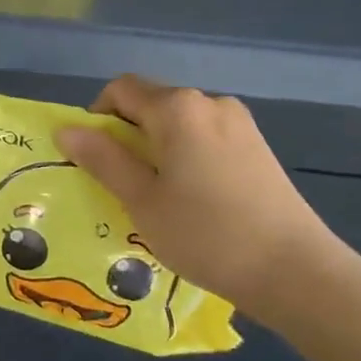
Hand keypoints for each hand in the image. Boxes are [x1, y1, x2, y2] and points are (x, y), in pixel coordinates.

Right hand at [56, 74, 340, 315]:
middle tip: (123, 185)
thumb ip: (102, 159)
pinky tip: (194, 200)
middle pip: (151, 104)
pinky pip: (205, 138)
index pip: (121, 89)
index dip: (98, 118)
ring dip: (157, 148)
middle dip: (128, 135)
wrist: (295, 271)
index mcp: (177, 108)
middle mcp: (209, 102)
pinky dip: (186, 156)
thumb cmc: (206, 233)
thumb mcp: (141, 199)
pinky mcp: (257, 147)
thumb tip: (66, 130)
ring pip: (179, 124)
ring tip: (159, 197)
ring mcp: (239, 123)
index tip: (96, 160)